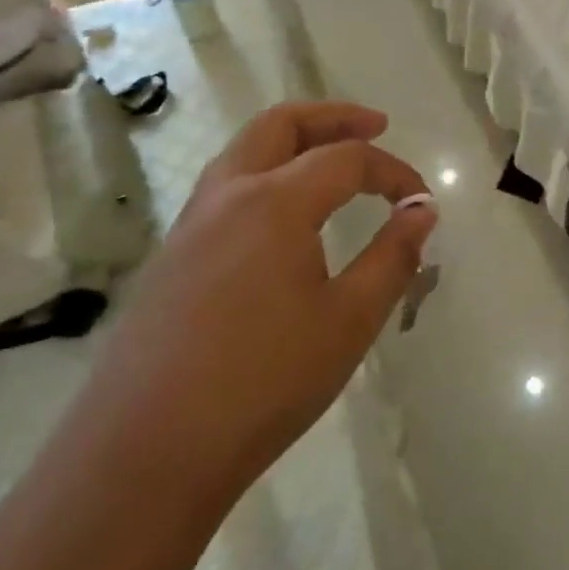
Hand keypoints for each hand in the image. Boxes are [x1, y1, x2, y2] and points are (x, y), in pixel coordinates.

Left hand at [94, 101, 434, 510]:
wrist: (146, 452)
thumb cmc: (264, 382)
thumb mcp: (349, 321)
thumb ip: (393, 256)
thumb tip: (422, 210)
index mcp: (275, 201)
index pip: (347, 159)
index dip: (392, 171)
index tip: (421, 200)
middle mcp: (228, 194)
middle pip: (281, 123)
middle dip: (333, 117)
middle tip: (375, 126)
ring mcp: (192, 223)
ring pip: (245, 150)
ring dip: (294, 140)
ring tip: (331, 160)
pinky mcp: (173, 255)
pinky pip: (226, 187)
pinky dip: (265, 173)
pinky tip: (284, 217)